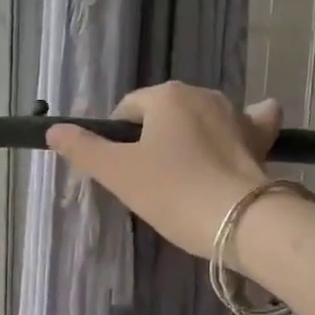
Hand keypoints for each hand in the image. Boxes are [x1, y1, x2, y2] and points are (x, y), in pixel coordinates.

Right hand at [46, 82, 281, 258]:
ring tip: (185, 173)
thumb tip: (53, 130)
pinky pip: (250, 122)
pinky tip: (239, 139)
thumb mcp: (118, 173)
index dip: (117, 139)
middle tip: (150, 180)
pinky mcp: (261, 137)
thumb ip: (84, 149)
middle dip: (154, 138)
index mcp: (166, 96)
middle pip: (164, 113)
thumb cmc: (172, 192)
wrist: (241, 220)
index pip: (127, 110)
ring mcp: (236, 113)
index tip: (120, 172)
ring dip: (191, 135)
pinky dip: (242, 128)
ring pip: (202, 117)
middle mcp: (202, 94)